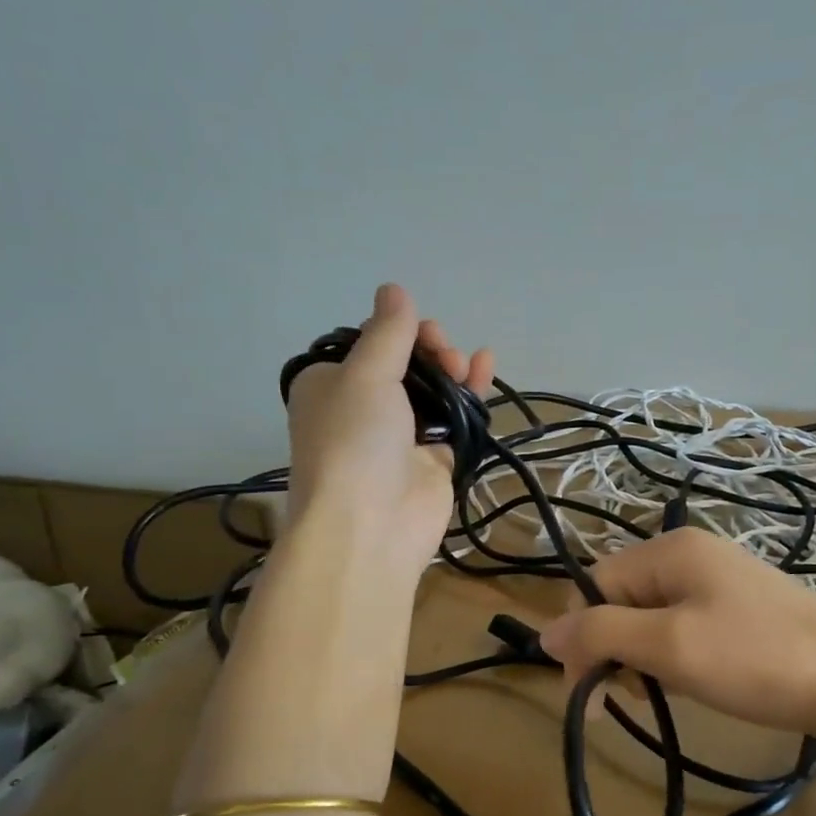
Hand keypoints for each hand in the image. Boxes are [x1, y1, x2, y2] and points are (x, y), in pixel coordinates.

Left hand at [285, 284, 491, 570]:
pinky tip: (485, 369)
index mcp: (329, 385)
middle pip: (403, 365)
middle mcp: (361, 409)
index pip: (367, 345)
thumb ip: (387, 333)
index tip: (422, 330)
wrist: (370, 526)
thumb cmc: (355, 440)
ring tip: (466, 364)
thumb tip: (394, 289)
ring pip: (431, 391)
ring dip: (451, 370)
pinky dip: (469, 395)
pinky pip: (453, 419)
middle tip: (445, 353)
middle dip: (429, 350)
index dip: (397, 331)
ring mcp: (398, 437)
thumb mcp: (365, 374)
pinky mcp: (431, 461)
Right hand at [540, 530, 815, 754]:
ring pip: (649, 616)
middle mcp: (689, 554)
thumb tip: (543, 632)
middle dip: (612, 649)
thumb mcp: (668, 646)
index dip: (582, 637)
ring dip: (641, 656)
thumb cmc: (754, 659)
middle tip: (627, 699)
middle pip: (619, 599)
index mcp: (668, 550)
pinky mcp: (738, 607)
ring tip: (662, 693)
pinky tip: (689, 683)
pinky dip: (673, 656)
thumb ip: (601, 634)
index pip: (593, 585)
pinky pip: (682, 625)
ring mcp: (717, 579)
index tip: (588, 693)